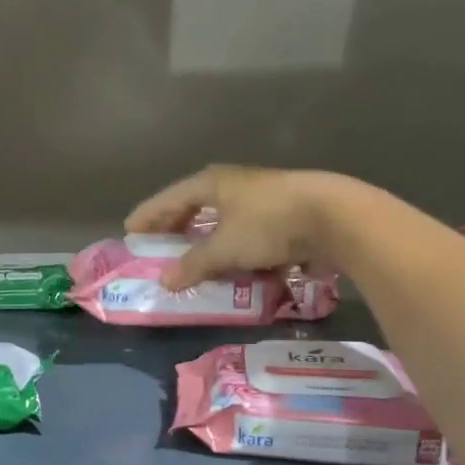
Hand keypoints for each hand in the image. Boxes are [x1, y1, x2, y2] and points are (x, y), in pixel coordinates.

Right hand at [125, 165, 349, 290]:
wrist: (335, 216)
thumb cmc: (268, 224)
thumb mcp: (225, 248)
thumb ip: (193, 265)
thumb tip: (165, 282)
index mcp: (212, 183)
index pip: (169, 198)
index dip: (149, 215)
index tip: (130, 231)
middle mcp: (233, 184)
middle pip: (195, 205)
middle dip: (176, 226)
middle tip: (159, 245)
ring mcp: (260, 196)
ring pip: (223, 218)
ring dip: (206, 238)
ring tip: (194, 258)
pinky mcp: (283, 211)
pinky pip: (246, 230)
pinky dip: (234, 245)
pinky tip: (235, 264)